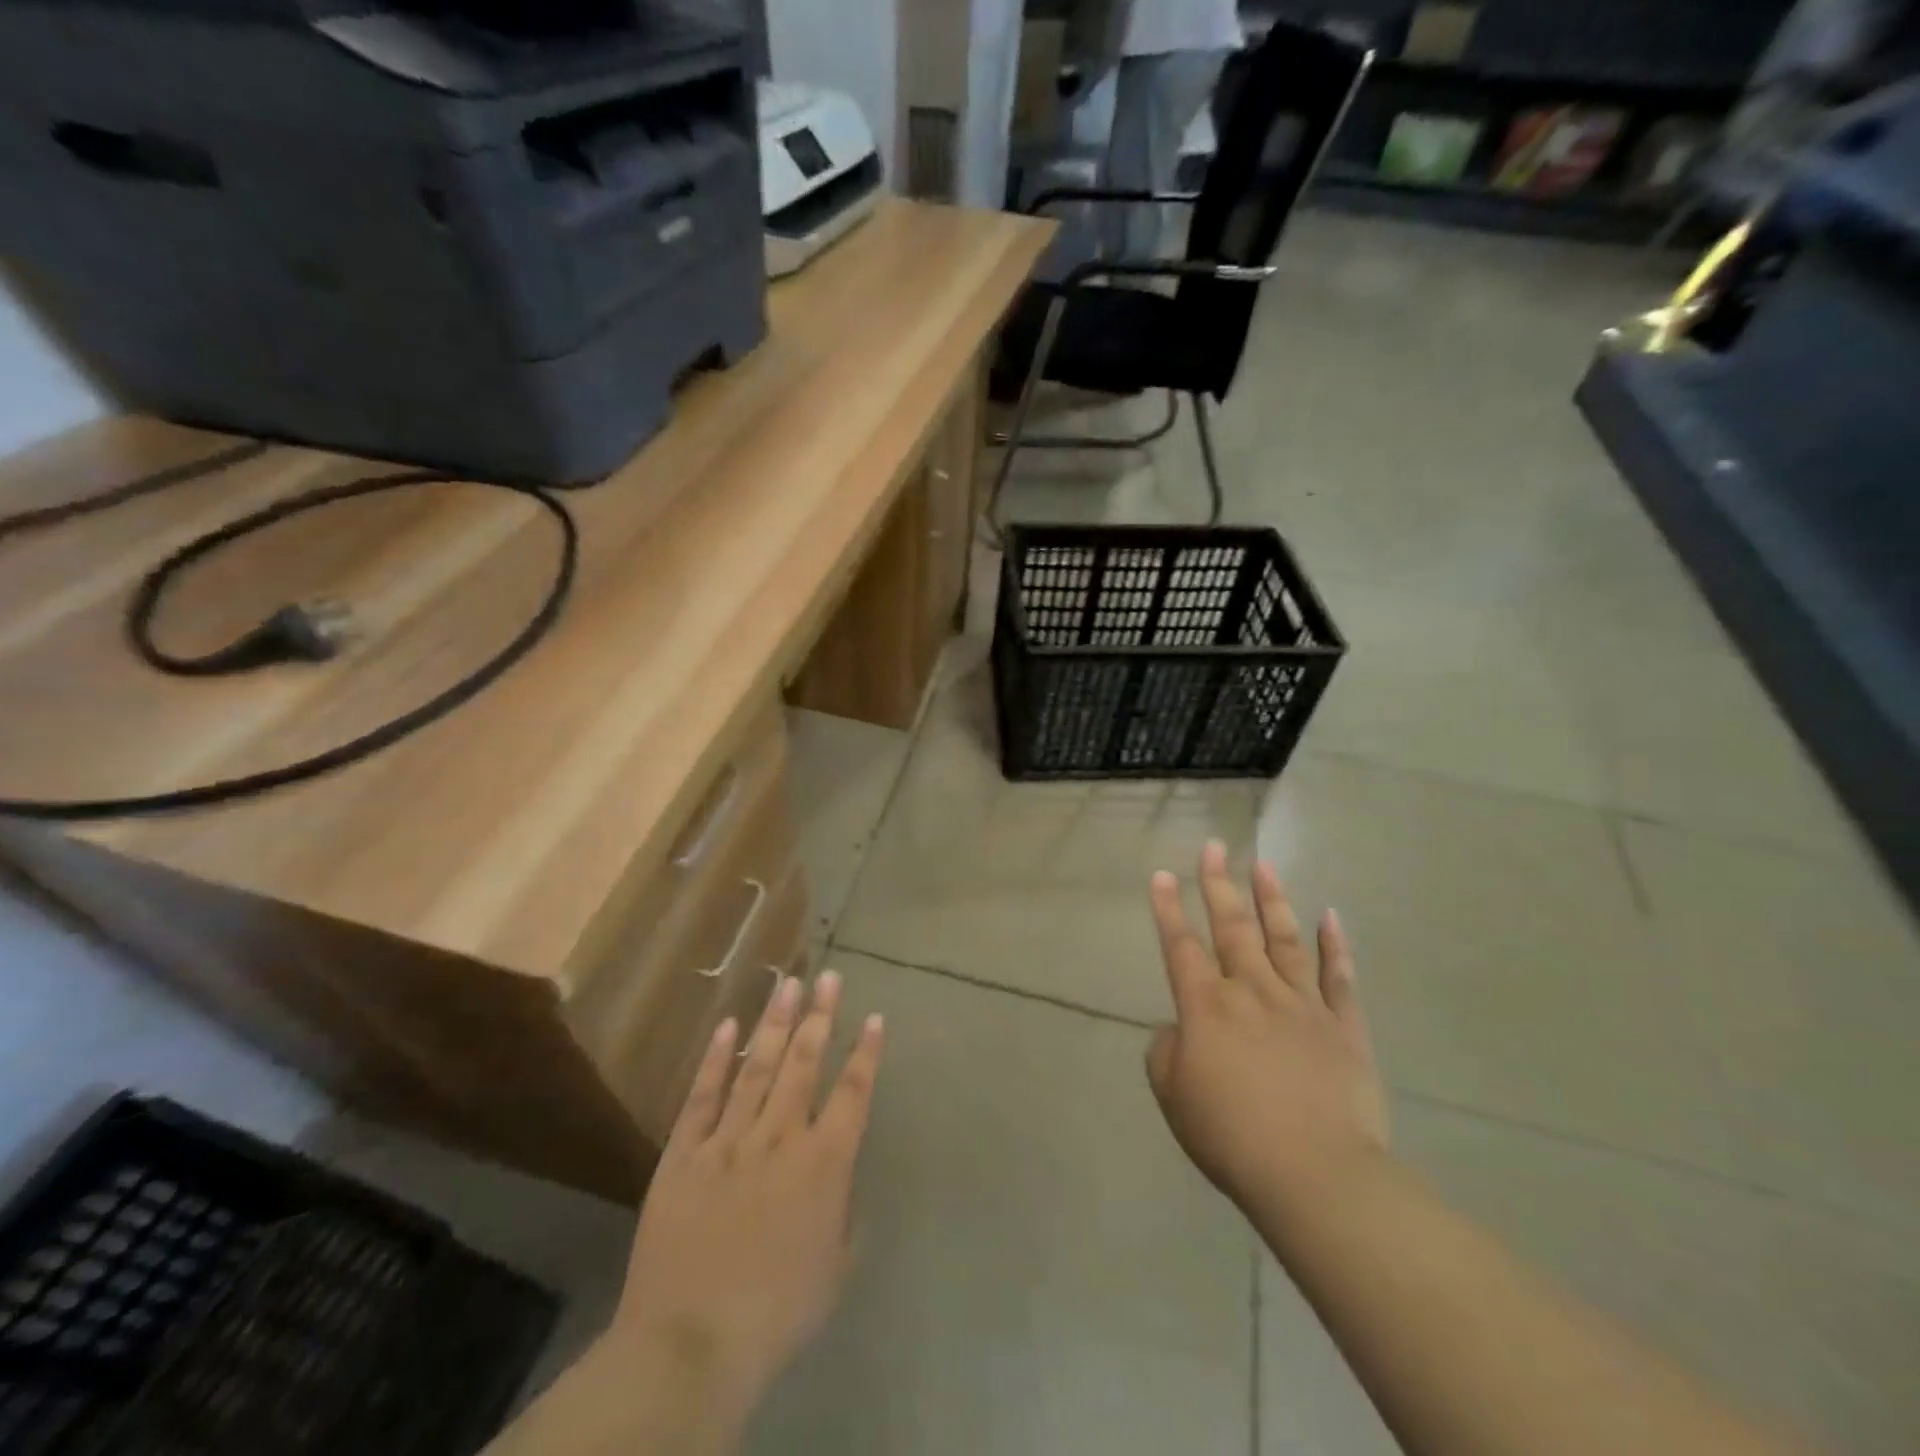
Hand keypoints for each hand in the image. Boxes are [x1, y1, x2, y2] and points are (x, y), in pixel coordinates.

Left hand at [609, 971, 884, 1415]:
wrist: (691, 1343)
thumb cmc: (776, 1314)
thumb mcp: (834, 1269)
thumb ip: (845, 1214)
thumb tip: (843, 1177)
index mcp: (824, 1164)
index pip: (853, 1093)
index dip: (866, 1053)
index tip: (873, 1018)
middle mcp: (781, 1137)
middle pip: (805, 1063)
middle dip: (820, 1015)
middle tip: (827, 975)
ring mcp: (730, 1140)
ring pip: (758, 1067)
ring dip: (775, 1022)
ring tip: (788, 982)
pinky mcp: (685, 1153)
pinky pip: (703, 1097)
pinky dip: (716, 1059)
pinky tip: (727, 1026)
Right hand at [1146, 842, 1388, 1223]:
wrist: (1316, 1175)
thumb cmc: (1232, 1137)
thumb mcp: (1174, 1097)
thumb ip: (1167, 1053)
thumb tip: (1182, 1029)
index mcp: (1206, 1007)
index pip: (1180, 946)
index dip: (1168, 909)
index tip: (1163, 875)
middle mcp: (1252, 991)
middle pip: (1232, 927)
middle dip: (1219, 884)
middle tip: (1214, 846)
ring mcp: (1302, 1004)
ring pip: (1284, 938)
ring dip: (1271, 899)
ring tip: (1262, 864)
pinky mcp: (1343, 1026)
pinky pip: (1338, 977)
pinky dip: (1335, 945)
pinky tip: (1330, 916)